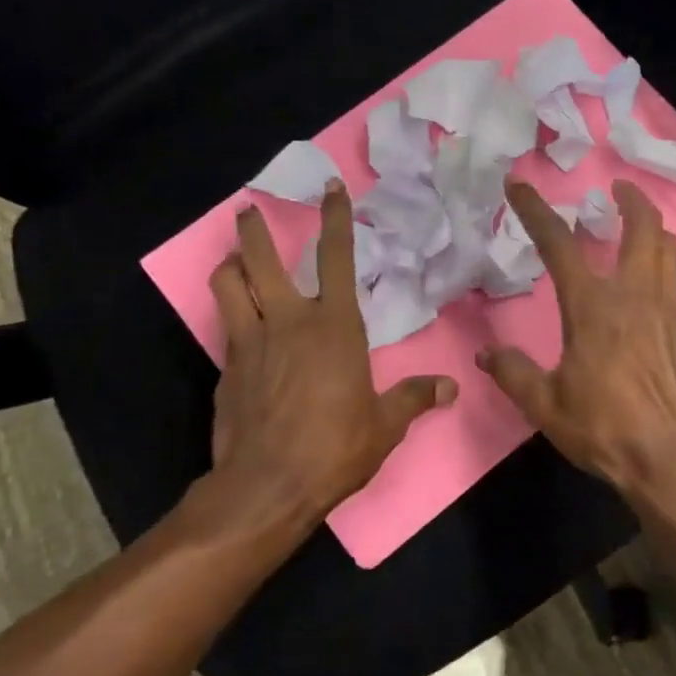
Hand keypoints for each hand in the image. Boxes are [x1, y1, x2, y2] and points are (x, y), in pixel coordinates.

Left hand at [184, 181, 456, 541]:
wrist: (266, 486)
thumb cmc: (334, 448)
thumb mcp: (385, 425)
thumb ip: (415, 398)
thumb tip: (450, 388)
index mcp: (334, 326)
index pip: (337, 258)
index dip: (335, 219)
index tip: (330, 188)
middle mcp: (288, 322)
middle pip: (261, 260)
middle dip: (255, 230)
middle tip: (248, 210)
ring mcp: (250, 343)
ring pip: (228, 285)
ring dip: (231, 265)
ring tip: (235, 259)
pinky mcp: (226, 368)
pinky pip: (225, 326)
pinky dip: (230, 314)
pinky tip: (240, 328)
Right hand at [478, 180, 675, 504]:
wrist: (675, 460)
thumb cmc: (605, 429)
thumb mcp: (546, 405)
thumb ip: (514, 374)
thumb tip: (487, 355)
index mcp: (593, 306)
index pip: (559, 244)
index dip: (536, 210)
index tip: (520, 184)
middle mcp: (637, 296)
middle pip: (643, 228)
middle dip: (630, 200)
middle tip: (619, 189)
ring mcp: (674, 313)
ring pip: (671, 253)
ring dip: (655, 232)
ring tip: (643, 231)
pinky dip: (665, 293)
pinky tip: (657, 318)